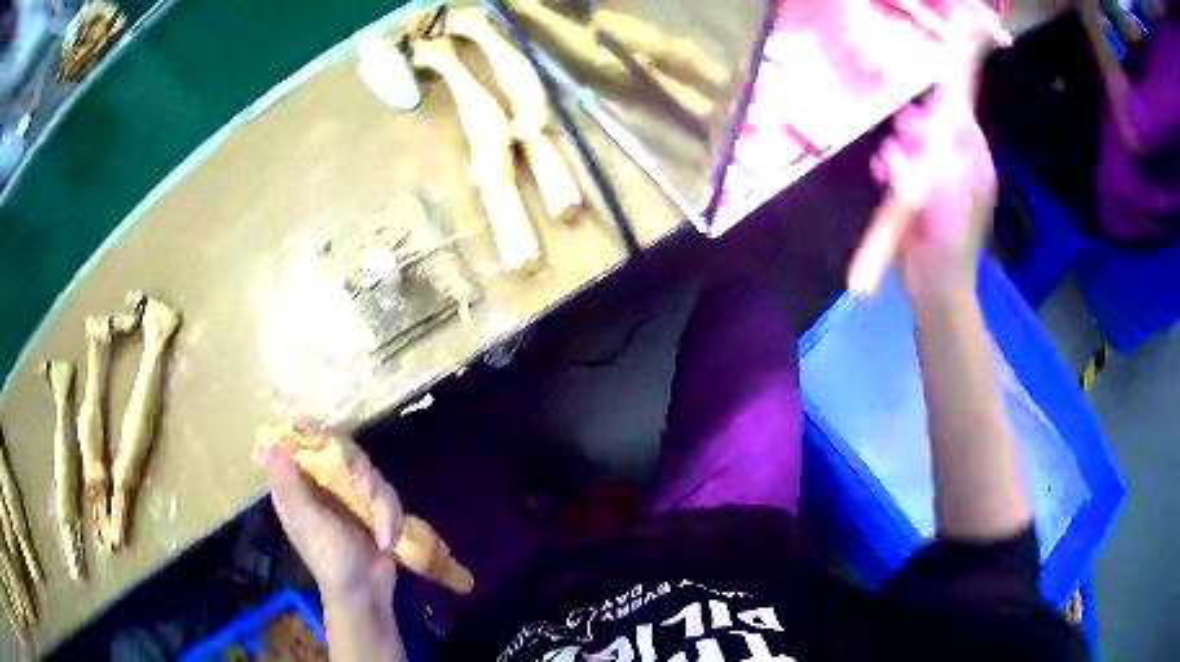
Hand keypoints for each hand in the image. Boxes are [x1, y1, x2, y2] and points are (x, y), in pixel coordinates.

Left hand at [264, 444, 402, 604]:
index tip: (328, 437)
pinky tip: (389, 540)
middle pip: (342, 451)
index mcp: (298, 485)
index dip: (311, 433)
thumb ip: (291, 484)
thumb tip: (272, 445)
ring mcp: (349, 495)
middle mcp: (322, 484)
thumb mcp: (306, 521)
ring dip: (382, 503)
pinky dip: (391, 517)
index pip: (301, 444)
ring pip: (369, 473)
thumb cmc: (328, 559)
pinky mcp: (374, 507)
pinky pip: (386, 495)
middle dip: (361, 473)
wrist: (365, 592)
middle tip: (367, 492)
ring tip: (384, 532)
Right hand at [871, 86, 996, 301]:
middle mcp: (958, 167)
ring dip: (898, 147)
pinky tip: (881, 175)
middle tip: (903, 133)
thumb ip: (948, 155)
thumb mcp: (952, 197)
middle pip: (936, 127)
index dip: (944, 109)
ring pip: (915, 143)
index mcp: (975, 167)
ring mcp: (936, 179)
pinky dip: (888, 164)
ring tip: (886, 164)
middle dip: (917, 127)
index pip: (963, 121)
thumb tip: (945, 113)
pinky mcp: (915, 191)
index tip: (924, 108)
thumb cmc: (949, 246)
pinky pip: (900, 163)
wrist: (933, 288)